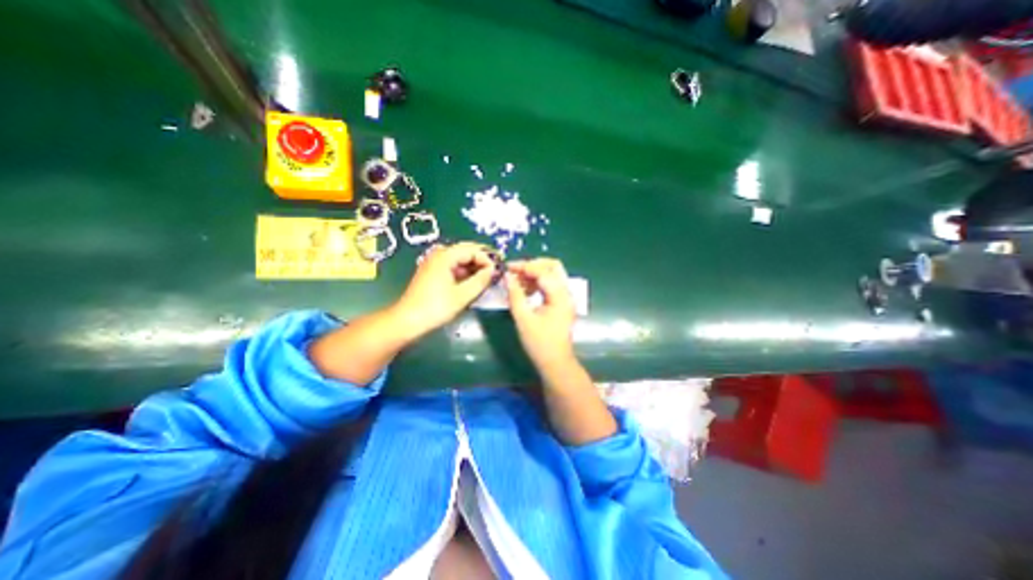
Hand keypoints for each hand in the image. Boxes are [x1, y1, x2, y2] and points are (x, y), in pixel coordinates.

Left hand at [391, 242, 495, 337]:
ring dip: (474, 267)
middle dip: (482, 261)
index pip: (472, 250)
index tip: (497, 272)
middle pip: (466, 251)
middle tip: (495, 272)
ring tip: (486, 278)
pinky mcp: (432, 273)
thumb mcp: (463, 295)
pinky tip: (472, 282)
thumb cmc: (436, 307)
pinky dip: (464, 273)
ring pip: (460, 259)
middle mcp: (438, 255)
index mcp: (445, 256)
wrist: (408, 321)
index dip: (487, 259)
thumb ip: (481, 280)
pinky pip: (453, 267)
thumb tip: (493, 270)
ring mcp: (434, 263)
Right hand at [504, 257, 577, 370]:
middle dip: (533, 265)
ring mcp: (566, 297)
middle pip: (553, 266)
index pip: (542, 271)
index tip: (507, 268)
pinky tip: (525, 289)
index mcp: (559, 296)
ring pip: (552, 274)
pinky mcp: (562, 302)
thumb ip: (515, 295)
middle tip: (515, 271)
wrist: (555, 362)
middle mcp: (566, 292)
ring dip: (535, 273)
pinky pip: (551, 284)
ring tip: (517, 280)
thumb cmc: (539, 343)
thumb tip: (507, 277)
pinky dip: (538, 282)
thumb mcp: (523, 319)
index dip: (524, 267)